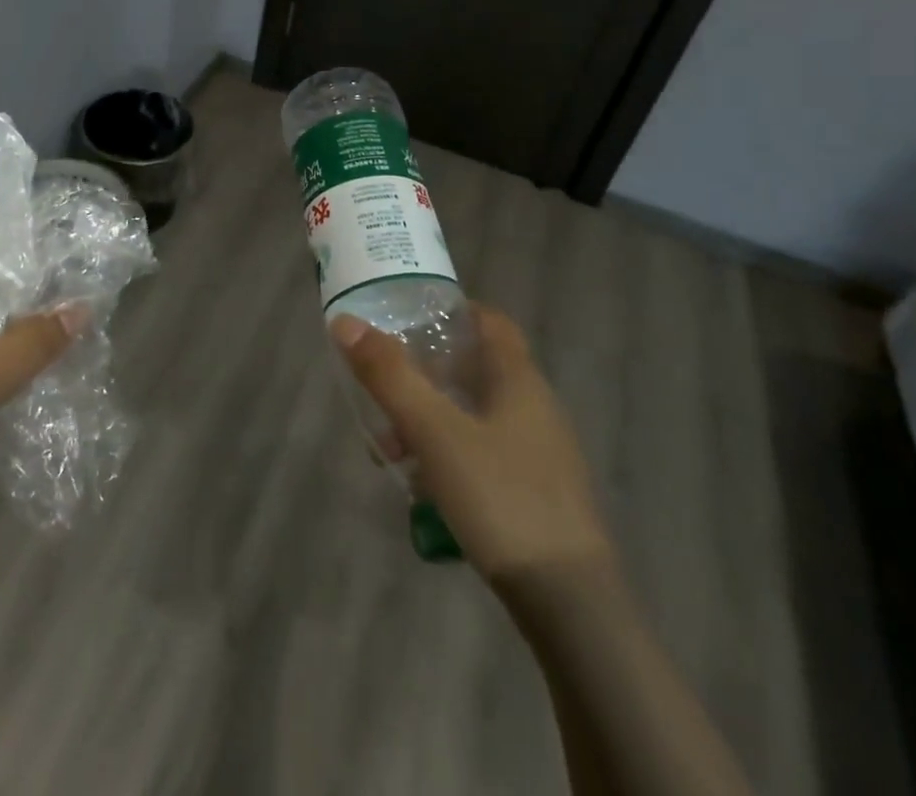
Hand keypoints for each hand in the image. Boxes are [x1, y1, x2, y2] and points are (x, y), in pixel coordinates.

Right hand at [332, 306, 614, 594]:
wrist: (570, 604)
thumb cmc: (501, 497)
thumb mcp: (434, 432)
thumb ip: (390, 376)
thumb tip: (345, 322)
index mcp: (519, 380)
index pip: (490, 321)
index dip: (451, 310)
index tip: (408, 316)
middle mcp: (535, 408)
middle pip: (476, 368)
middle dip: (427, 371)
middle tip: (384, 383)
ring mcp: (540, 454)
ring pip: (476, 414)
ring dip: (432, 418)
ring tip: (390, 448)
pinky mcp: (537, 494)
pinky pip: (485, 453)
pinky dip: (450, 453)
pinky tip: (424, 487)